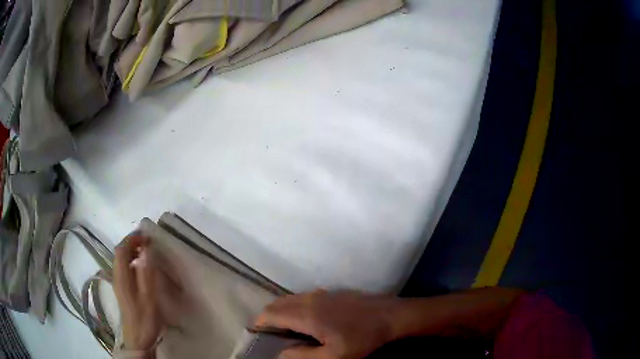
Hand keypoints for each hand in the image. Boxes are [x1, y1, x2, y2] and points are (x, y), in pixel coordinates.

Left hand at [114, 233, 161, 350]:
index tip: (146, 236)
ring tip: (146, 251)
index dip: (132, 239)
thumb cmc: (144, 319)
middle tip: (148, 242)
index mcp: (121, 277)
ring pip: (121, 259)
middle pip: (120, 252)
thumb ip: (146, 273)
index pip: (121, 249)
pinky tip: (142, 267)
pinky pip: (125, 267)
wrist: (138, 339)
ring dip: (132, 251)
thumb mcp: (149, 297)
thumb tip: (146, 250)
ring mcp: (119, 283)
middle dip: (132, 243)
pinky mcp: (122, 289)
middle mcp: (117, 276)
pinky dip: (132, 261)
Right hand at [255, 290, 396, 358]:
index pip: (271, 314)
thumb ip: (303, 356)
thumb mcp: (333, 357)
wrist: (390, 316)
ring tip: (283, 329)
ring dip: (280, 311)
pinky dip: (293, 307)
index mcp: (306, 315)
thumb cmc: (361, 339)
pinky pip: (302, 297)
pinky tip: (303, 320)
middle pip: (277, 304)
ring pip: (290, 299)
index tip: (255, 334)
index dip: (260, 323)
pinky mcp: (331, 293)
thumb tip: (280, 354)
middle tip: (268, 334)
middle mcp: (309, 299)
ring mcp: (321, 293)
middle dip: (268, 317)